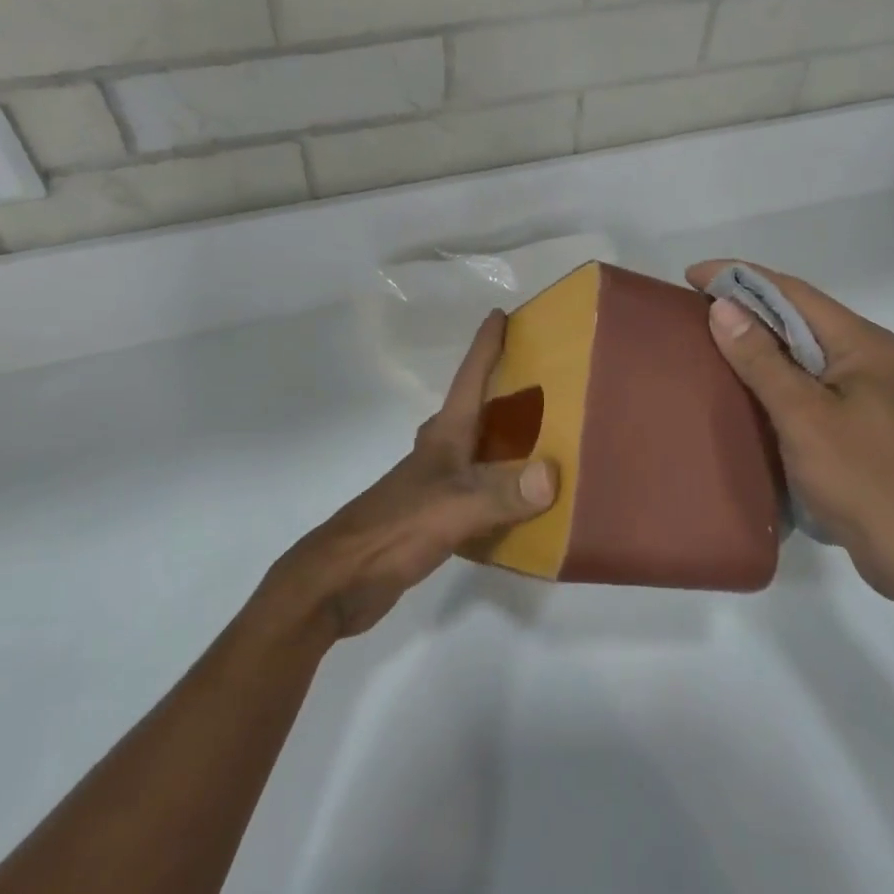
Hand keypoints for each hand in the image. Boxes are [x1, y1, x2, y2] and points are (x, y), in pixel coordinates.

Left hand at [257, 309, 557, 641]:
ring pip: (476, 450)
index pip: (468, 380)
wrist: (341, 580)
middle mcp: (440, 453)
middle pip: (472, 409)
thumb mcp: (453, 507)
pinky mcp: (434, 517)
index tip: (499, 314)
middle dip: (501, 390)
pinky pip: (478, 489)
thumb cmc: (395, 529)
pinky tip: (523, 501)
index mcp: (444, 437)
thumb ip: (502, 492)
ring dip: (504, 439)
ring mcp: (434, 485)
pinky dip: (502, 486)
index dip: (485, 346)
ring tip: (544, 437)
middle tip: (539, 380)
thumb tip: (553, 473)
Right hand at [686, 261, 893, 619]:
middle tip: (699, 310)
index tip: (693, 276)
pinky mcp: (876, 426)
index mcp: (867, 345)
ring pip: (813, 354)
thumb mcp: (803, 417)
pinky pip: (821, 385)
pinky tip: (759, 393)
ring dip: (768, 344)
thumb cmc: (863, 480)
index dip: (741, 278)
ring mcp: (881, 395)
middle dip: (752, 308)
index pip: (795, 293)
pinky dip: (786, 378)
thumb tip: (723, 307)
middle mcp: (878, 359)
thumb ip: (761, 360)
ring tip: (719, 345)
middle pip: (806, 318)